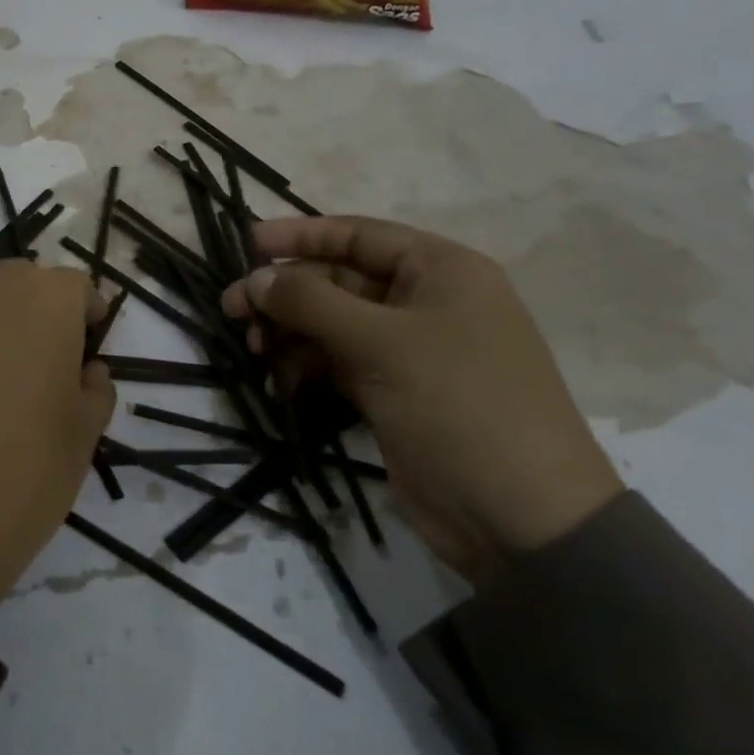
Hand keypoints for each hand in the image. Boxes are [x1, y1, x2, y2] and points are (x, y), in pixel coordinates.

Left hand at [0, 261, 115, 612]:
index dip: (88, 316)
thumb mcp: (84, 436)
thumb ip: (96, 389)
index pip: (77, 287)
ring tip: (3, 379)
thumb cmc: (23, 471)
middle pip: (26, 284)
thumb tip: (86, 370)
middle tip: (48, 364)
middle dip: (42, 314)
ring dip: (0, 325)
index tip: (90, 348)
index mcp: (46, 300)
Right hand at [223, 217, 621, 585]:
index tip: (248, 244)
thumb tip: (255, 277)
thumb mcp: (381, 343)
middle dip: (286, 293)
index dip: (301, 235)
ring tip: (254, 349)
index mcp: (441, 271)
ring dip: (290, 332)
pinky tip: (280, 383)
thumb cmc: (459, 405)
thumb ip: (310, 302)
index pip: (358, 235)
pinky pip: (337, 363)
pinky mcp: (392, 392)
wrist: (520, 520)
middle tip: (233, 309)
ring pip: (332, 324)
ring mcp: (408, 351)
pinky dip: (306, 367)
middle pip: (338, 280)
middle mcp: (425, 302)